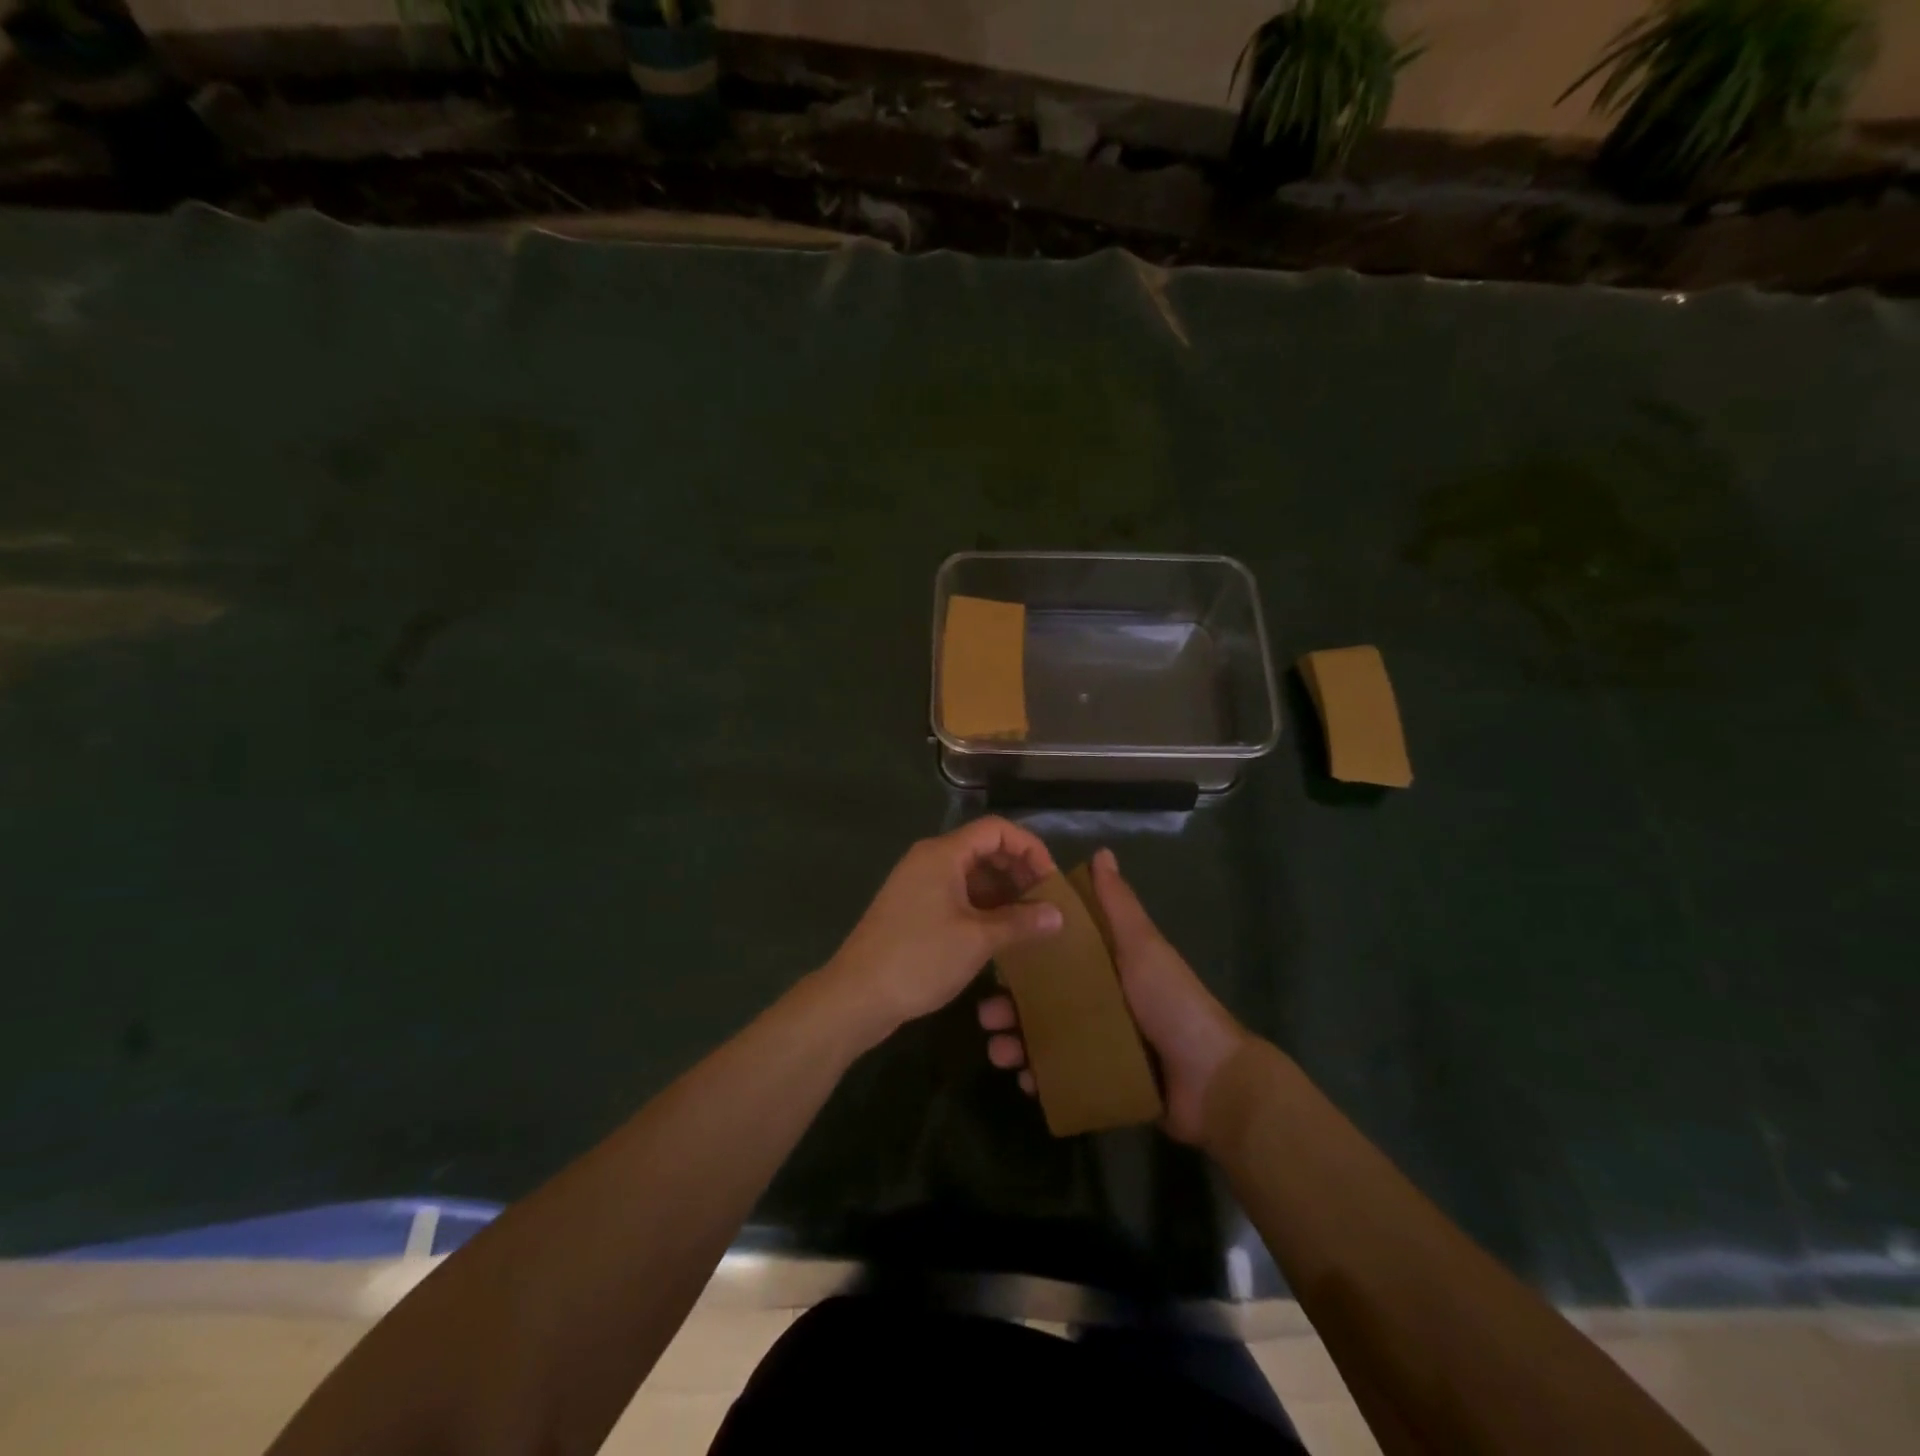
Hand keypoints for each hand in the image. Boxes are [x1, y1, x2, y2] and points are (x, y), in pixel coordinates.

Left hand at [820, 817, 1063, 1047]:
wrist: (857, 996)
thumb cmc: (920, 959)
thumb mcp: (978, 940)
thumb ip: (1021, 922)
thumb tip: (1058, 914)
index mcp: (943, 854)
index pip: (996, 829)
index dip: (1030, 848)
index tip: (1051, 881)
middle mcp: (929, 860)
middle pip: (984, 848)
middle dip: (1018, 870)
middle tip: (1045, 901)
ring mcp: (918, 884)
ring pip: (971, 874)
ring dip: (1002, 891)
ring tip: (1030, 920)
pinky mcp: (913, 909)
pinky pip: (957, 894)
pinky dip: (982, 906)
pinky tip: (1001, 932)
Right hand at [977, 847, 1247, 1145]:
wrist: (1211, 1081)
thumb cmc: (1171, 1003)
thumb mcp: (1142, 946)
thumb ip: (1118, 905)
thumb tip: (1102, 852)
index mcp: (1106, 966)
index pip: (1055, 954)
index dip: (1024, 954)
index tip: (995, 956)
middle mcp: (1098, 1000)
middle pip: (1043, 998)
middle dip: (1011, 1005)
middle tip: (987, 1016)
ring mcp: (1099, 1042)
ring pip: (1045, 1038)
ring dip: (1017, 1043)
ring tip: (1001, 1053)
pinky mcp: (1101, 1079)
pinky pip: (1061, 1076)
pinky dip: (1041, 1077)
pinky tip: (1027, 1081)